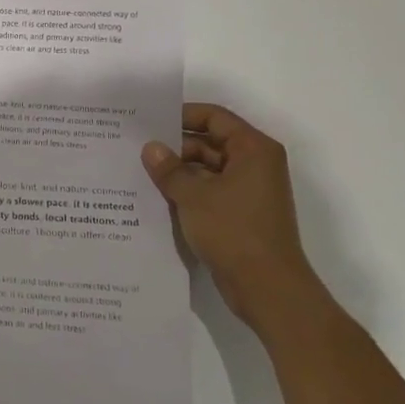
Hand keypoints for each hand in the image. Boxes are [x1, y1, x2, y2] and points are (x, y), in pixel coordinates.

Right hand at [142, 103, 321, 326]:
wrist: (267, 288)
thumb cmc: (234, 231)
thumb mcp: (193, 196)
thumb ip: (169, 169)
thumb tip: (150, 148)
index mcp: (253, 150)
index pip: (215, 117)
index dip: (182, 115)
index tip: (150, 121)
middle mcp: (255, 165)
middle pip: (210, 143)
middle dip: (175, 147)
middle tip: (137, 149)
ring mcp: (249, 191)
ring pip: (208, 170)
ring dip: (179, 172)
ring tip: (140, 172)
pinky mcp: (241, 215)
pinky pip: (210, 192)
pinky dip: (188, 192)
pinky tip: (157, 197)